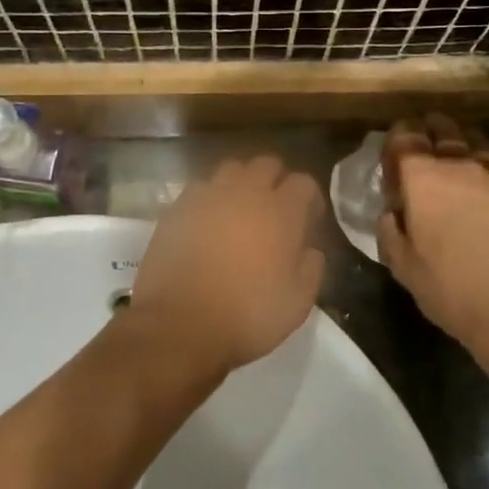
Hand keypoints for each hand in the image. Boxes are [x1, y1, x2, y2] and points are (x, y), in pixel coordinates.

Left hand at [130, 156, 323, 376]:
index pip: (304, 183)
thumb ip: (311, 268)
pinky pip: (200, 188)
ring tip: (239, 211)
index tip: (308, 221)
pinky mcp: (178, 207)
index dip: (309, 199)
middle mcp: (246, 192)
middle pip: (267, 164)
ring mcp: (208, 196)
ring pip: (231, 169)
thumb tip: (310, 249)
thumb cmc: (247, 315)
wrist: (179, 323)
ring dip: (241, 183)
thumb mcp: (297, 303)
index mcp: (281, 212)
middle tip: (274, 211)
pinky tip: (207, 222)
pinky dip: (210, 198)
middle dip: (275, 181)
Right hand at [377, 116, 488, 355]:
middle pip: (442, 129)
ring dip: (460, 144)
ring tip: (455, 160)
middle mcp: (459, 165)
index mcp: (422, 179)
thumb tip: (391, 212)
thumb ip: (390, 230)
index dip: (396, 137)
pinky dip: (485, 171)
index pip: (404, 137)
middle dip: (429, 130)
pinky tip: (485, 192)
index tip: (392, 150)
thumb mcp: (403, 266)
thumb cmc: (451, 289)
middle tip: (422, 144)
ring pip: (474, 142)